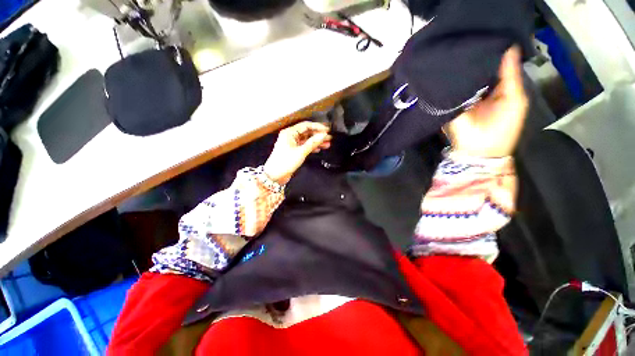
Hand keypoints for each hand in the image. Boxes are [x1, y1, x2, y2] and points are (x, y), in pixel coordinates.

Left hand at [263, 121, 331, 184]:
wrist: (275, 175)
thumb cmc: (284, 163)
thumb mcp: (301, 152)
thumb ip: (313, 143)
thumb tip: (323, 135)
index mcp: (289, 133)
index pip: (306, 125)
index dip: (317, 127)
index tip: (327, 130)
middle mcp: (290, 136)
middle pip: (307, 132)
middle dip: (318, 135)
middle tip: (328, 137)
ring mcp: (292, 144)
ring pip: (307, 140)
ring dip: (316, 142)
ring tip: (327, 144)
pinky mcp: (293, 151)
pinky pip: (304, 146)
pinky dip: (311, 147)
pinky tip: (318, 149)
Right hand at [444, 47, 528, 157]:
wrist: (477, 151)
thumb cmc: (503, 127)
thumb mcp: (514, 99)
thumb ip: (511, 76)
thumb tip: (510, 48)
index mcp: (498, 87)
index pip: (495, 65)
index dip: (492, 51)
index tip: (486, 34)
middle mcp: (479, 89)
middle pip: (477, 70)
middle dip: (474, 57)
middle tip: (469, 38)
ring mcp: (463, 96)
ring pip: (463, 78)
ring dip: (461, 68)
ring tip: (457, 48)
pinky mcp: (449, 104)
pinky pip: (450, 89)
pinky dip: (450, 80)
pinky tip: (448, 67)